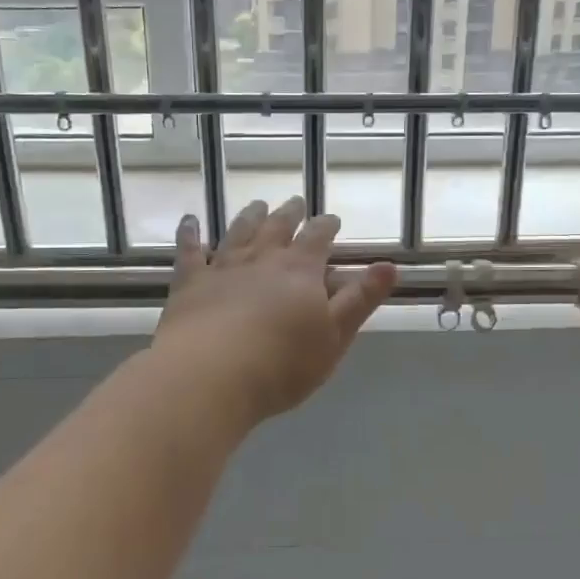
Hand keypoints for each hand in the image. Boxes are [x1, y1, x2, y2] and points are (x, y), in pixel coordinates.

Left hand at [153, 197, 396, 427]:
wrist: (210, 376)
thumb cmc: (282, 364)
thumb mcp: (335, 336)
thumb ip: (361, 299)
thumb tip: (389, 265)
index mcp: (300, 270)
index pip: (318, 238)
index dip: (327, 226)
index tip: (332, 219)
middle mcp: (262, 259)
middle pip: (278, 227)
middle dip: (290, 214)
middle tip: (295, 203)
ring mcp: (222, 267)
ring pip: (239, 232)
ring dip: (250, 216)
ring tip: (258, 205)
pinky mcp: (189, 283)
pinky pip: (189, 250)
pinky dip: (190, 233)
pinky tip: (190, 221)